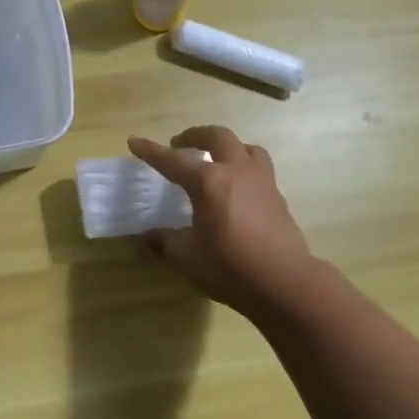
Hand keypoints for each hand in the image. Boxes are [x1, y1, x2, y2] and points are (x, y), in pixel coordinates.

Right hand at [127, 126, 316, 313]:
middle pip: (217, 137)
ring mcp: (262, 181)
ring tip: (216, 160)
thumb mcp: (187, 256)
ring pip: (245, 147)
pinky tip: (238, 187)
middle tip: (180, 144)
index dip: (151, 151)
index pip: (172, 161)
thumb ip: (165, 242)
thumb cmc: (229, 267)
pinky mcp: (277, 196)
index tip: (134, 142)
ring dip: (227, 146)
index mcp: (208, 182)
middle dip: (195, 135)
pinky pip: (259, 168)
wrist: (284, 282)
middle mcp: (236, 171)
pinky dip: (244, 167)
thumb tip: (148, 236)